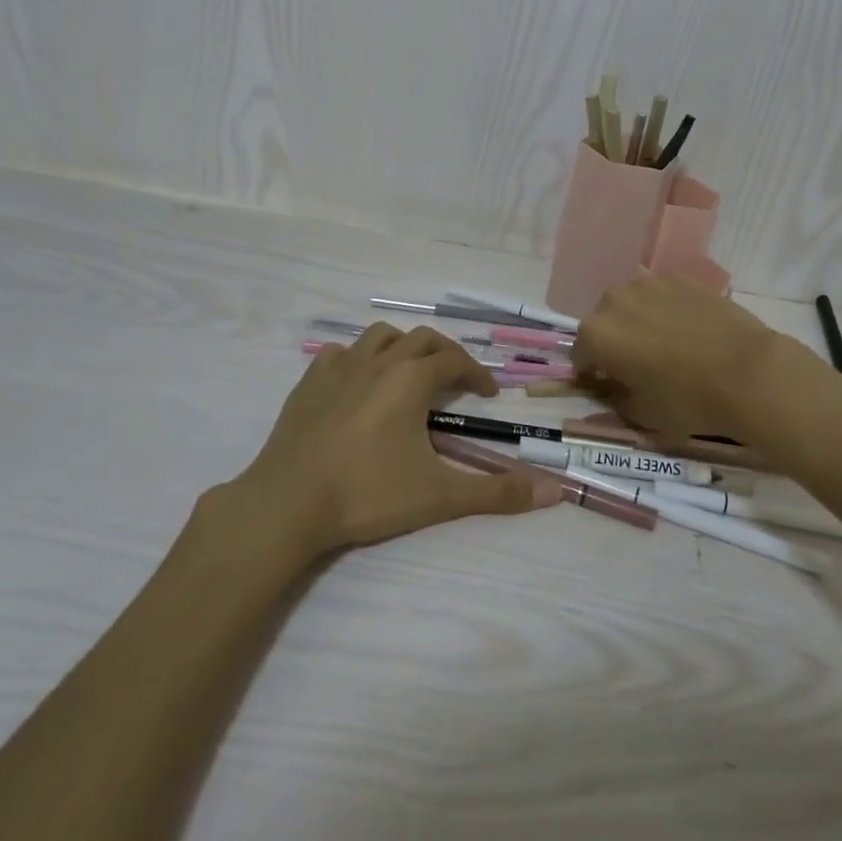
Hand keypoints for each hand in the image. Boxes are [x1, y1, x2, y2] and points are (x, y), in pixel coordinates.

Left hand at [239, 324, 560, 555]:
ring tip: (409, 372)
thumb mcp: (439, 496)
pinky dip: (357, 359)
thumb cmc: (367, 494)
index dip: (477, 374)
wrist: (287, 503)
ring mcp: (339, 368)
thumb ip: (496, 494)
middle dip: (445, 354)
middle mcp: (378, 362)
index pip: (455, 361)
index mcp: (410, 379)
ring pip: (379, 337)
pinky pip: (338, 354)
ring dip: (402, 347)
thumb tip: (554, 493)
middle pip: (421, 339)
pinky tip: (357, 382)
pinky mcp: (308, 382)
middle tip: (456, 380)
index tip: (488, 394)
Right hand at [571, 275, 787, 447]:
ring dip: (638, 321)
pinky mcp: (680, 277)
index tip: (609, 385)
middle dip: (614, 342)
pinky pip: (661, 295)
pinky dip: (666, 308)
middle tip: (639, 365)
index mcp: (596, 334)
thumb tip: (609, 390)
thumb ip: (614, 399)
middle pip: (604, 323)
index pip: (581, 355)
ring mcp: (648, 283)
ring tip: (665, 343)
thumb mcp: (642, 414)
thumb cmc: (687, 400)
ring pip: (632, 304)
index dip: (593, 373)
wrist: (747, 372)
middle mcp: (613, 300)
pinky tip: (688, 328)